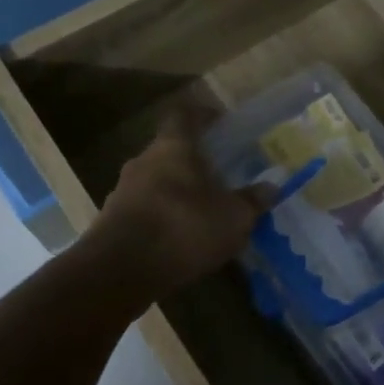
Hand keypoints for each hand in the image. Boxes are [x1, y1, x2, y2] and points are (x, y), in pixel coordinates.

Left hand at [85, 105, 274, 298]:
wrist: (120, 270)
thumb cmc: (184, 227)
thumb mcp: (233, 217)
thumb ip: (252, 201)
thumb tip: (271, 187)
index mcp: (173, 147)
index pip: (184, 114)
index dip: (202, 115)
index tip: (220, 122)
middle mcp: (144, 160)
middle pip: (169, 150)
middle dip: (192, 160)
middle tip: (218, 174)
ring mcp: (123, 190)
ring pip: (155, 181)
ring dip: (176, 191)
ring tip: (201, 211)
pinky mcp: (112, 221)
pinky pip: (144, 209)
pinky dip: (161, 217)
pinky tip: (178, 238)